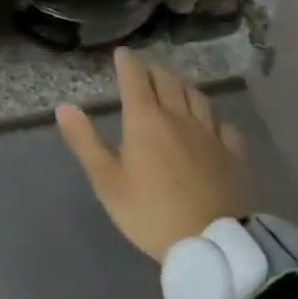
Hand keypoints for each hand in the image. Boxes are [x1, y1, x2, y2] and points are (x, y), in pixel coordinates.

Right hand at [56, 50, 250, 261]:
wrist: (212, 246)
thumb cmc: (150, 213)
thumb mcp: (107, 182)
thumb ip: (85, 142)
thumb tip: (64, 106)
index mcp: (145, 120)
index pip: (135, 78)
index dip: (127, 62)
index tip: (122, 53)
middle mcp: (178, 117)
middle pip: (167, 81)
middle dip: (153, 70)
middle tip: (145, 67)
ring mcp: (210, 135)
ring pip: (196, 97)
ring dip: (182, 85)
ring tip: (175, 85)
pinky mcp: (234, 155)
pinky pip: (224, 125)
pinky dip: (213, 117)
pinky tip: (212, 124)